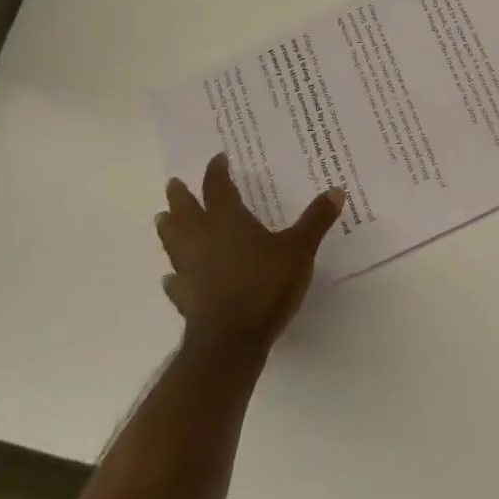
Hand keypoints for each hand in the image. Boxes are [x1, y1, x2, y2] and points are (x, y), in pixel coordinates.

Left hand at [155, 153, 346, 352]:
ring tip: (162, 219)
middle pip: (186, 212)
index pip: (218, 188)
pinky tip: (170, 277)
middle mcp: (202, 239)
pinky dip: (174, 277)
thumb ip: (316, 220)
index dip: (217, 172)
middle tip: (172, 183)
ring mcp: (190, 270)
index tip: (217, 159)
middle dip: (181, 196)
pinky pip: (176, 282)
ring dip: (168, 229)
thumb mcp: (299, 248)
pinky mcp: (186, 299)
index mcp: (228, 221)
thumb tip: (336, 190)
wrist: (231, 338)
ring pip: (173, 242)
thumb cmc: (265, 284)